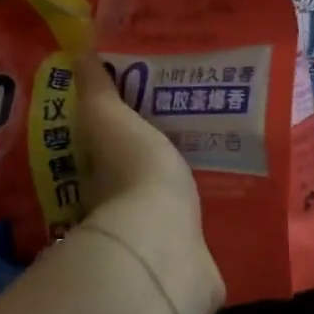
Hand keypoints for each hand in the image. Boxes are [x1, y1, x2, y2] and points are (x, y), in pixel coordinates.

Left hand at [76, 55, 223, 313]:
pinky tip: (234, 202)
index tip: (148, 111)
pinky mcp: (189, 260)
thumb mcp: (110, 118)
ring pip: (170, 208)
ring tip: (220, 160)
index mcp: (103, 173)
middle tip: (192, 131)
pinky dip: (210, 222)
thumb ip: (97, 90)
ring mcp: (157, 238)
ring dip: (185, 191)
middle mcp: (124, 208)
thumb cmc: (134, 172)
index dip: (122, 131)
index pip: (107, 149)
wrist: (164, 243)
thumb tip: (79, 53)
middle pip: (139, 178)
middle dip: (159, 159)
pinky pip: (200, 235)